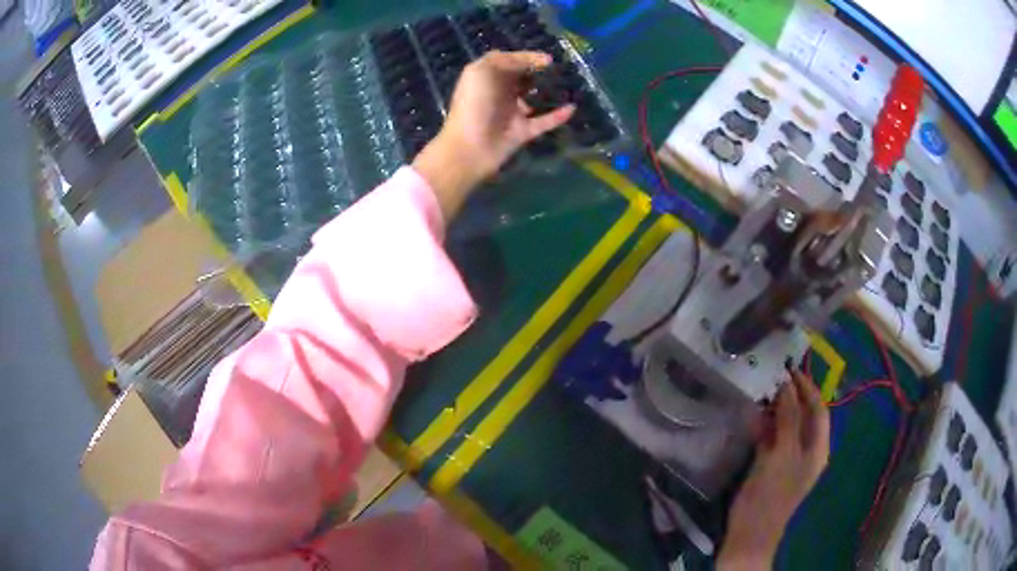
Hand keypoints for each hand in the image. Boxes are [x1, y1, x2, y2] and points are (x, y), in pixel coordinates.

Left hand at [412, 51, 575, 220]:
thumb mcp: (484, 72)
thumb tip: (534, 60)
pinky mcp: (522, 132)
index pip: (508, 61)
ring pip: (533, 99)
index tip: (548, 60)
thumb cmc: (474, 105)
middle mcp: (499, 93)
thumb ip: (507, 61)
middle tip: (558, 71)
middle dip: (538, 73)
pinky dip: (558, 116)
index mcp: (487, 78)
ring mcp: (511, 113)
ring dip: (548, 93)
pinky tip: (572, 108)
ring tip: (567, 86)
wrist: (470, 147)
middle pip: (521, 78)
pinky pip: (544, 121)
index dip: (527, 57)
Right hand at [717, 370, 829, 568]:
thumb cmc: (771, 494)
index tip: (790, 369)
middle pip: (803, 416)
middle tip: (772, 377)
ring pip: (786, 425)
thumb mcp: (783, 454)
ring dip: (775, 409)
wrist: (749, 532)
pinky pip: (771, 438)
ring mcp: (788, 458)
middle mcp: (806, 450)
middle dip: (790, 397)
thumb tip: (787, 384)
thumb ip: (788, 419)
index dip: (807, 388)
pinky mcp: (770, 465)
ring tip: (761, 391)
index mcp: (818, 448)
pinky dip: (764, 426)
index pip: (819, 409)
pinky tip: (752, 416)